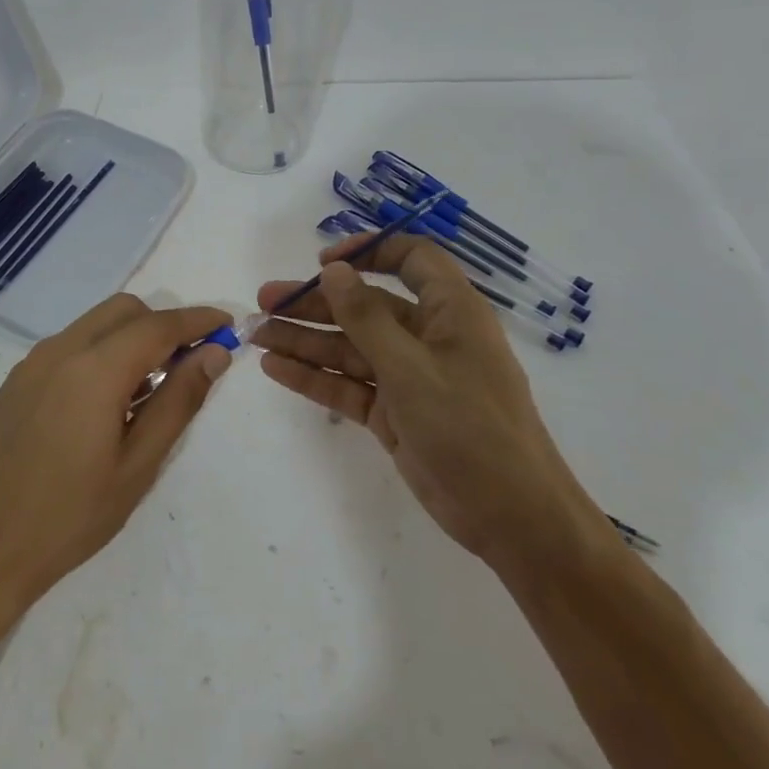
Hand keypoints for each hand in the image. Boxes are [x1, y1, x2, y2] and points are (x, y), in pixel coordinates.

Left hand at [0, 294, 232, 615]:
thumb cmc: (72, 515)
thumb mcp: (139, 465)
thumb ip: (179, 401)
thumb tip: (214, 355)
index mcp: (94, 370)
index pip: (157, 326)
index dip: (197, 321)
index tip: (228, 325)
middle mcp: (61, 350)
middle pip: (125, 311)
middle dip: (162, 325)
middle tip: (189, 365)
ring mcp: (34, 362)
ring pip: (96, 325)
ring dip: (131, 338)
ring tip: (149, 392)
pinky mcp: (19, 379)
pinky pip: (71, 345)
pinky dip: (101, 352)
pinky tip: (107, 403)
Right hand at [254, 233, 605, 573]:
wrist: (511, 518)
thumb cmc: (471, 428)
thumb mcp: (413, 368)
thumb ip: (366, 318)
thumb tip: (333, 270)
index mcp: (450, 312)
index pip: (410, 260)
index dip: (368, 251)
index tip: (323, 262)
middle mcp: (427, 337)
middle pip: (365, 305)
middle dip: (315, 302)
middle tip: (264, 300)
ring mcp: (408, 377)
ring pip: (349, 347)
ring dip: (305, 340)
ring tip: (257, 335)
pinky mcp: (394, 413)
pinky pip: (348, 385)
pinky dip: (314, 377)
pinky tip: (274, 369)